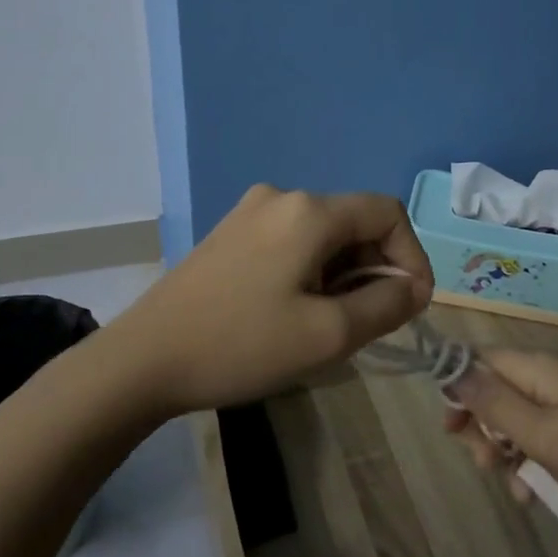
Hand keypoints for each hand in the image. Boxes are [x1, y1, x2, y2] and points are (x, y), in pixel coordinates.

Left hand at [112, 185, 432, 414]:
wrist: (143, 360)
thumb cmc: (242, 345)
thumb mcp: (328, 334)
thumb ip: (386, 304)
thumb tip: (414, 287)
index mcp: (309, 211)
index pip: (388, 212)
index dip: (411, 255)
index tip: (408, 305)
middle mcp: (282, 197)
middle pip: (355, 222)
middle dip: (375, 269)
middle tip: (367, 324)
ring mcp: (251, 212)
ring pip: (324, 235)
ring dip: (343, 274)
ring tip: (328, 325)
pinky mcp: (231, 233)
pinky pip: (293, 242)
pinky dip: (312, 271)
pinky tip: (294, 312)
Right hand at [444, 350, 557, 518]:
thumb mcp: (545, 435)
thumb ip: (495, 404)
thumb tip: (452, 369)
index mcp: (538, 368)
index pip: (479, 360)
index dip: (458, 389)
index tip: (452, 431)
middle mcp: (551, 376)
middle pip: (496, 391)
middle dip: (483, 429)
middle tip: (488, 466)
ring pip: (519, 419)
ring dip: (508, 452)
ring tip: (518, 489)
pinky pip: (545, 436)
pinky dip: (535, 461)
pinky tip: (538, 493)